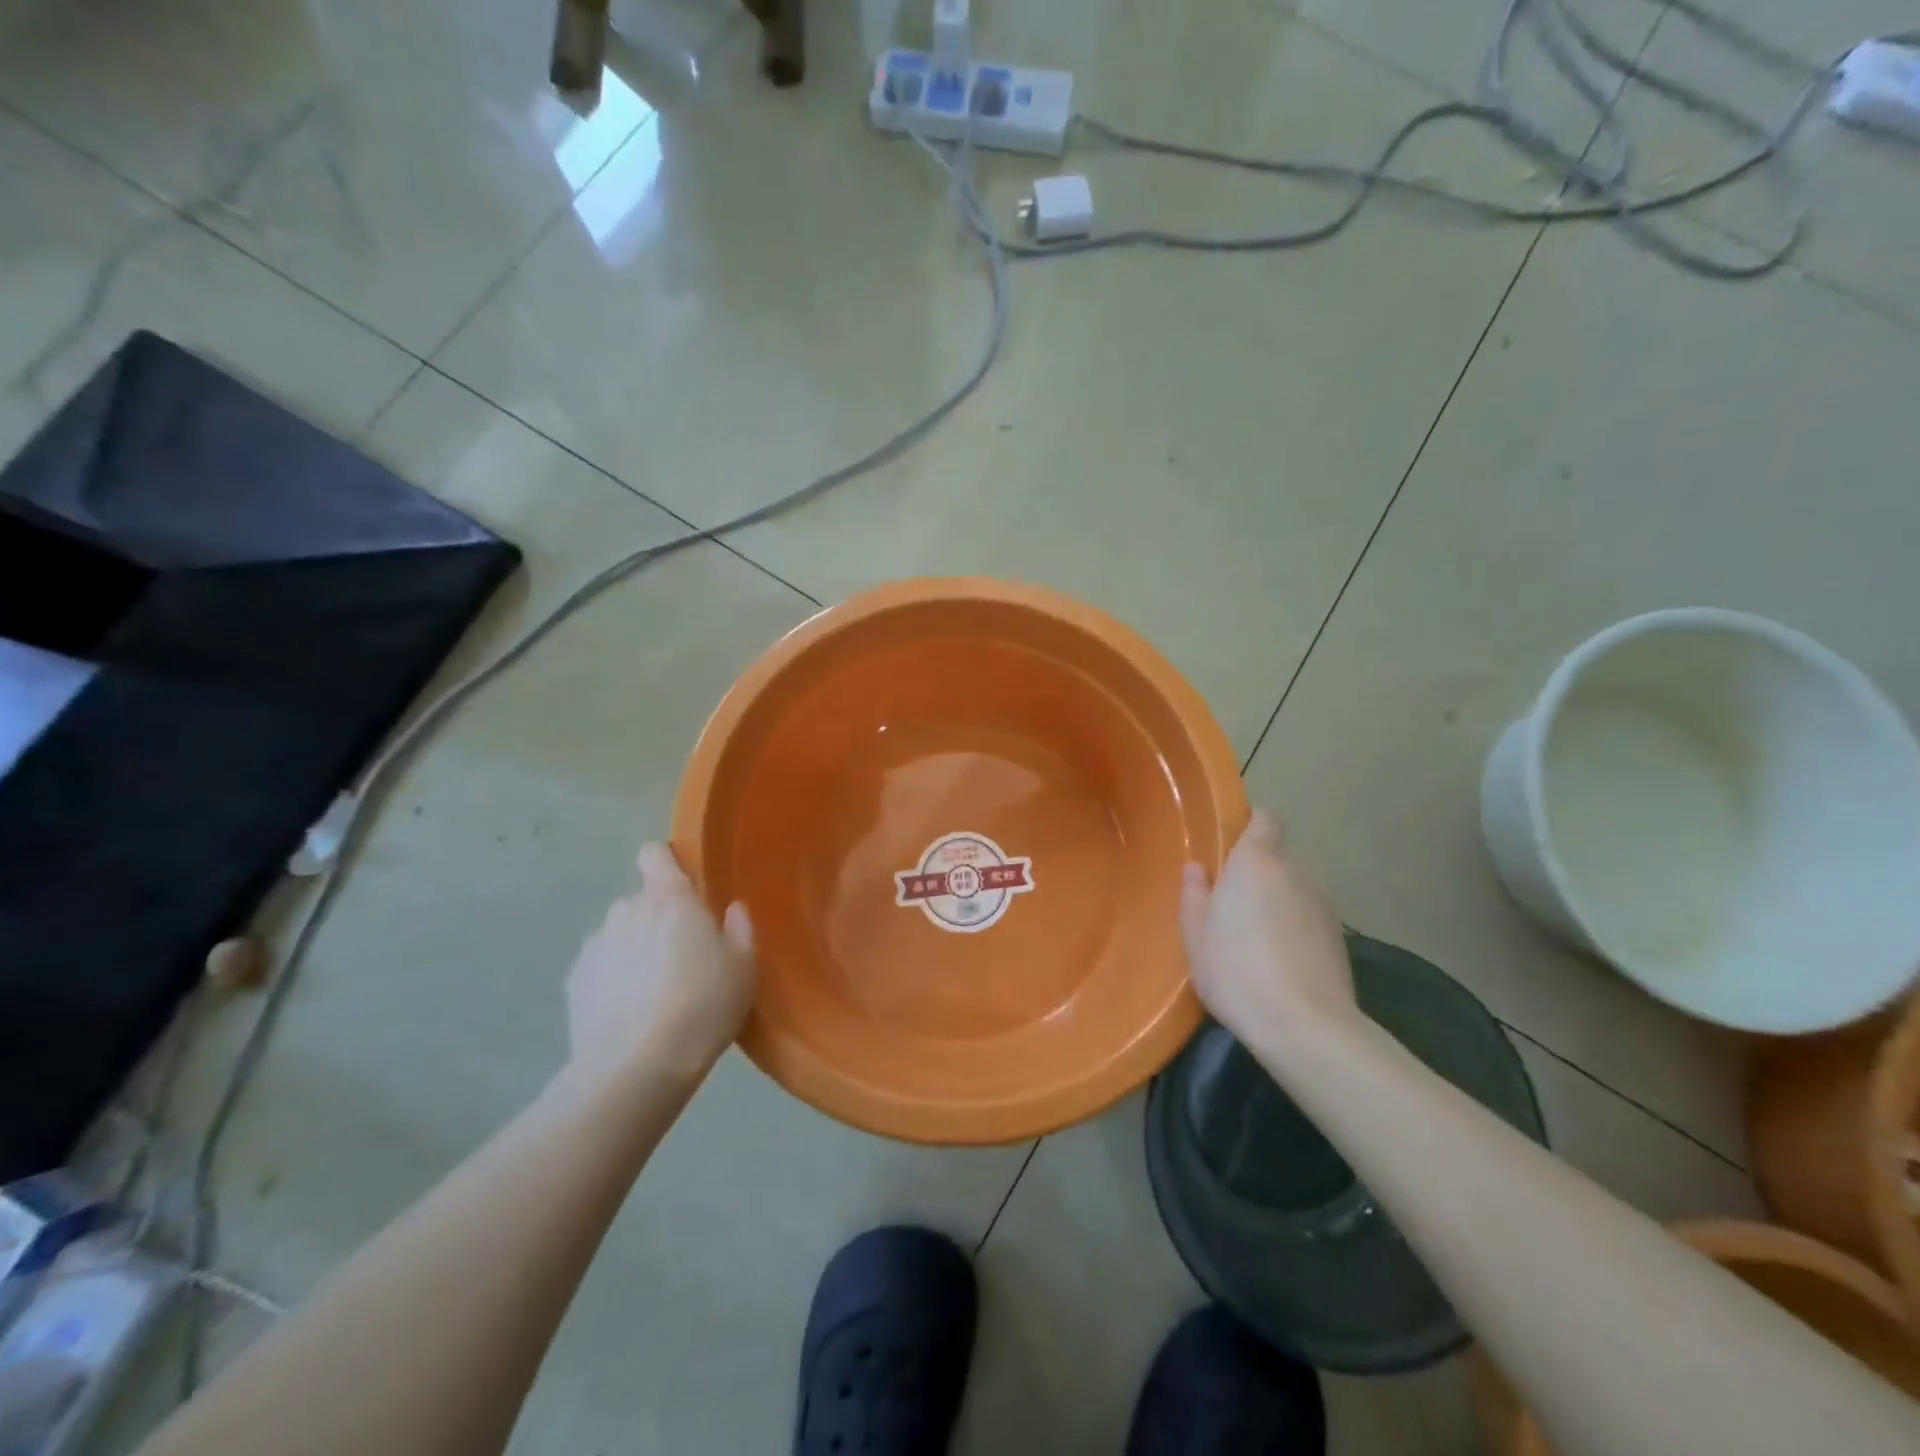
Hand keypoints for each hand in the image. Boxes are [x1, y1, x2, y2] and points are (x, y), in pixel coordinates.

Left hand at [564, 844, 755, 1087]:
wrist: (636, 1068)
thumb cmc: (702, 1005)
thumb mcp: (743, 966)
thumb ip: (739, 928)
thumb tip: (731, 910)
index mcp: (669, 898)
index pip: (654, 854)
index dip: (667, 863)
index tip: (685, 888)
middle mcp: (626, 910)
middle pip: (642, 900)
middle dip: (659, 918)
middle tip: (683, 955)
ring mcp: (595, 945)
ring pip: (620, 934)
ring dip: (635, 949)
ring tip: (655, 991)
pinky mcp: (574, 981)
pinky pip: (601, 967)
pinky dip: (614, 979)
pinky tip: (630, 1013)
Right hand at [1180, 810, 1357, 1050]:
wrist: (1304, 1026)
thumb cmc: (1235, 969)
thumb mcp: (1195, 935)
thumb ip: (1194, 895)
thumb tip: (1197, 869)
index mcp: (1256, 862)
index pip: (1265, 818)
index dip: (1250, 824)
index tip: (1230, 844)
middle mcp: (1295, 873)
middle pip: (1277, 857)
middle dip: (1257, 872)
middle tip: (1231, 902)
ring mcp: (1323, 905)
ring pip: (1294, 890)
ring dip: (1277, 902)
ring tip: (1255, 939)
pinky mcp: (1339, 939)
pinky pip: (1308, 919)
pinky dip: (1295, 930)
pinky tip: (1279, 963)